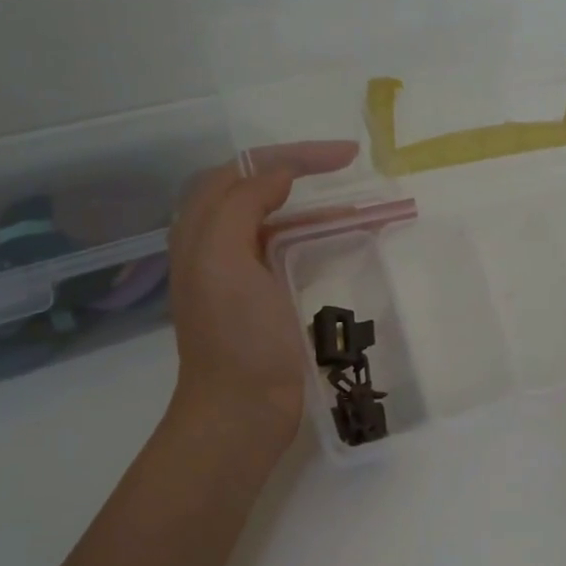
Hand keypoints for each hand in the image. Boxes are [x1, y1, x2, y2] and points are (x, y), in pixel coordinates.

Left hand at [167, 141, 358, 443]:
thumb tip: (278, 174)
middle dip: (305, 173)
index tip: (344, 156)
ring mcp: (241, 275)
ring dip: (318, 208)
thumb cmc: (236, 336)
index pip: (244, 170)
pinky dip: (319, 239)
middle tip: (351, 168)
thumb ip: (242, 203)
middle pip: (260, 190)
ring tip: (364, 208)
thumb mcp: (225, 259)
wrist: (241, 411)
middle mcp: (216, 246)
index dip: (292, 155)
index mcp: (200, 230)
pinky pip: (291, 253)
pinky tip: (346, 243)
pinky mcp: (265, 300)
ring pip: (280, 222)